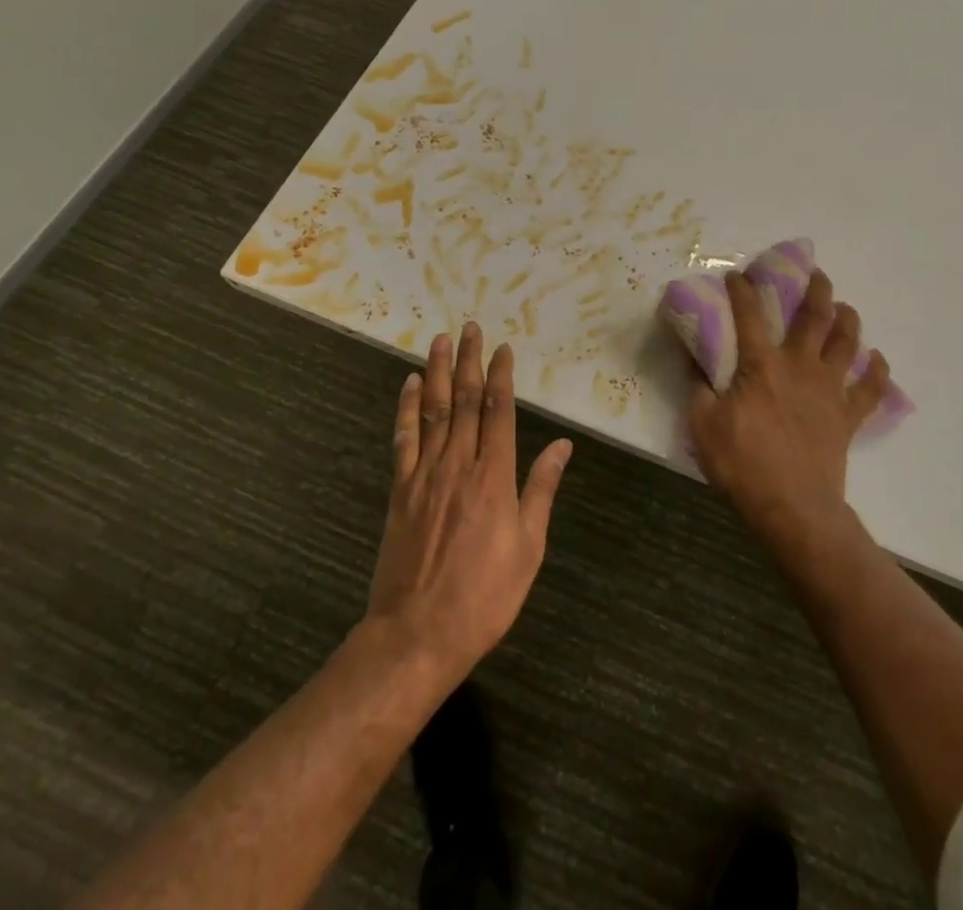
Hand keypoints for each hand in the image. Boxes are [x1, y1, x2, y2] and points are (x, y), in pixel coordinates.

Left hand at [365, 323, 571, 680]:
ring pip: (434, 411)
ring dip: (439, 372)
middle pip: (465, 401)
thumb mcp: (529, 547)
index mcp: (494, 476)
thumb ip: (541, 490)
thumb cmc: (484, 595)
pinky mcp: (400, 490)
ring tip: (441, 340)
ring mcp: (424, 475)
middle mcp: (458, 464)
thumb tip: (562, 446)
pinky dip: (407, 408)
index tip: (503, 348)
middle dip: (470, 361)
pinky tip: (411, 385)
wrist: (417, 634)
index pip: (499, 412)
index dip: (501, 376)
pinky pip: (404, 439)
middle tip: (471, 327)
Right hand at [687, 269, 890, 539]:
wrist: (793, 507)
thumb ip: (698, 387)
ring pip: (846, 343)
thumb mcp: (703, 425)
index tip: (738, 275)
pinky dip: (877, 372)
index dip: (742, 290)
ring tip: (845, 307)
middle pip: (814, 317)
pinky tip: (877, 360)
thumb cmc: (743, 464)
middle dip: (815, 289)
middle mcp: (800, 366)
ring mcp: (829, 389)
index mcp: (762, 365)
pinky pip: (870, 388)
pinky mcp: (848, 416)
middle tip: (816, 274)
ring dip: (848, 320)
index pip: (750, 314)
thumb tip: (694, 359)